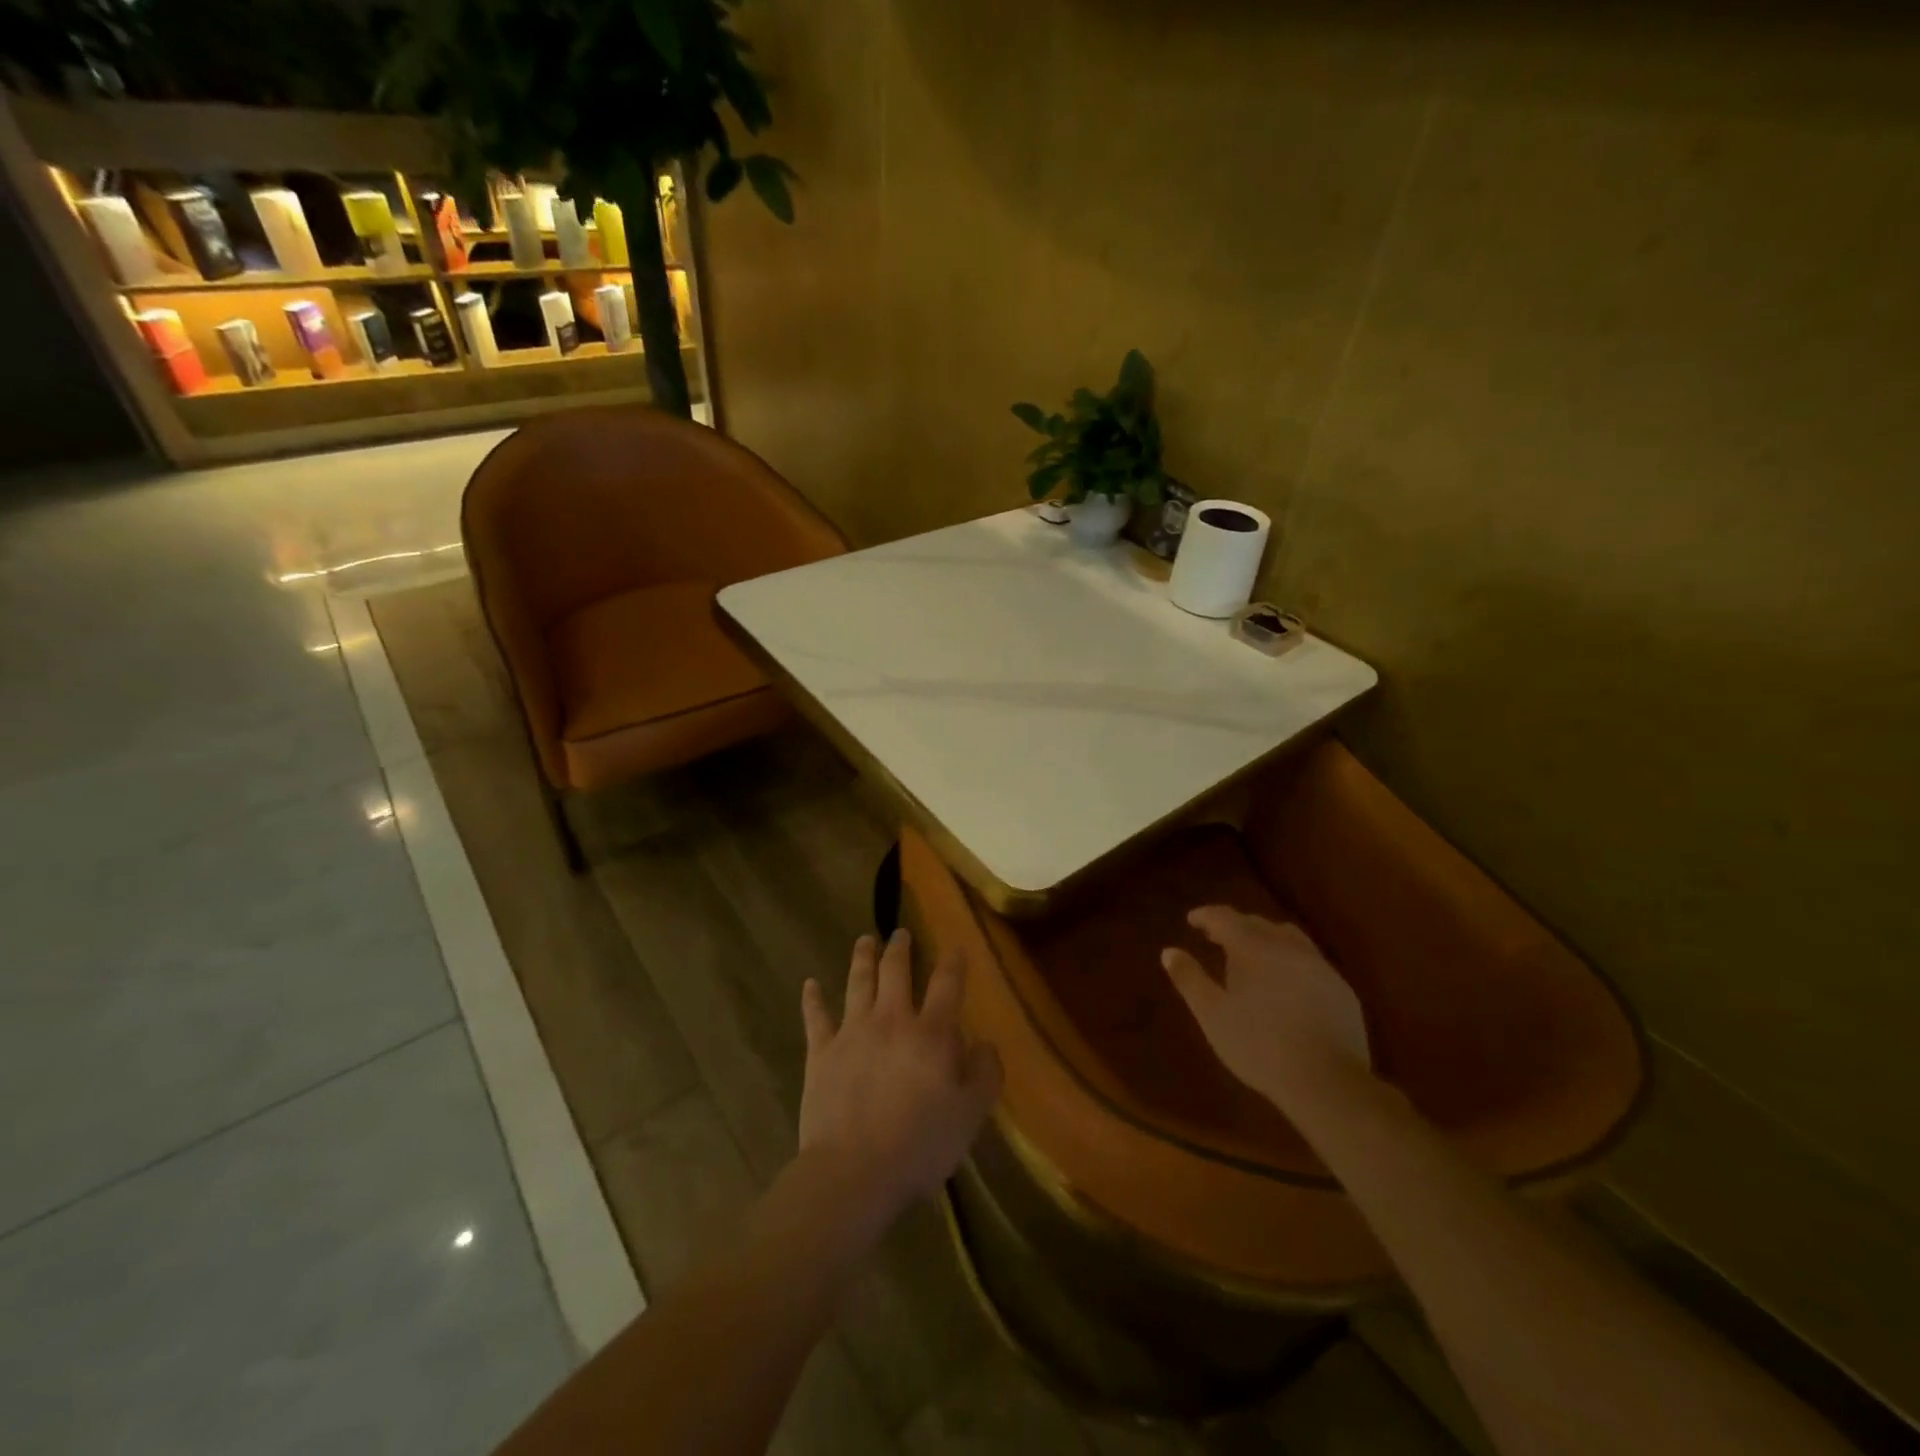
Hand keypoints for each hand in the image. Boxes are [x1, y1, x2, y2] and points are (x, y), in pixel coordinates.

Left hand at [798, 930, 1002, 1223]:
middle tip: (900, 933)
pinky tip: (809, 984)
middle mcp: (891, 1020)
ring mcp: (852, 1032)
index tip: (956, 948)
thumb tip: (986, 1043)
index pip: (946, 985)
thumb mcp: (970, 1115)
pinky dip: (812, 999)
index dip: (953, 963)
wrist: (854, 1171)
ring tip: (865, 940)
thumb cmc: (920, 1145)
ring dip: (862, 958)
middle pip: (895, 972)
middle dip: (900, 948)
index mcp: (930, 1033)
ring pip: (857, 983)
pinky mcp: (821, 1053)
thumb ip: (985, 1074)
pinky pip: (816, 1017)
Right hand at [1162, 906, 1371, 1111]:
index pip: (1225, 918)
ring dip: (1266, 937)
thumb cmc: (1258, 1045)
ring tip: (1253, 953)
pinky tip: (1287, 980)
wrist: (1327, 1080)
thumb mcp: (1212, 1014)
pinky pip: (1309, 959)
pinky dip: (1290, 958)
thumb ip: (1189, 979)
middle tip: (1216, 936)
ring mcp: (1318, 965)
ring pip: (1288, 937)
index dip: (1206, 916)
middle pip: (1257, 923)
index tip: (1192, 919)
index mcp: (1252, 948)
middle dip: (1234, 925)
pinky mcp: (1340, 988)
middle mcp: (1286, 946)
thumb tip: (1169, 951)